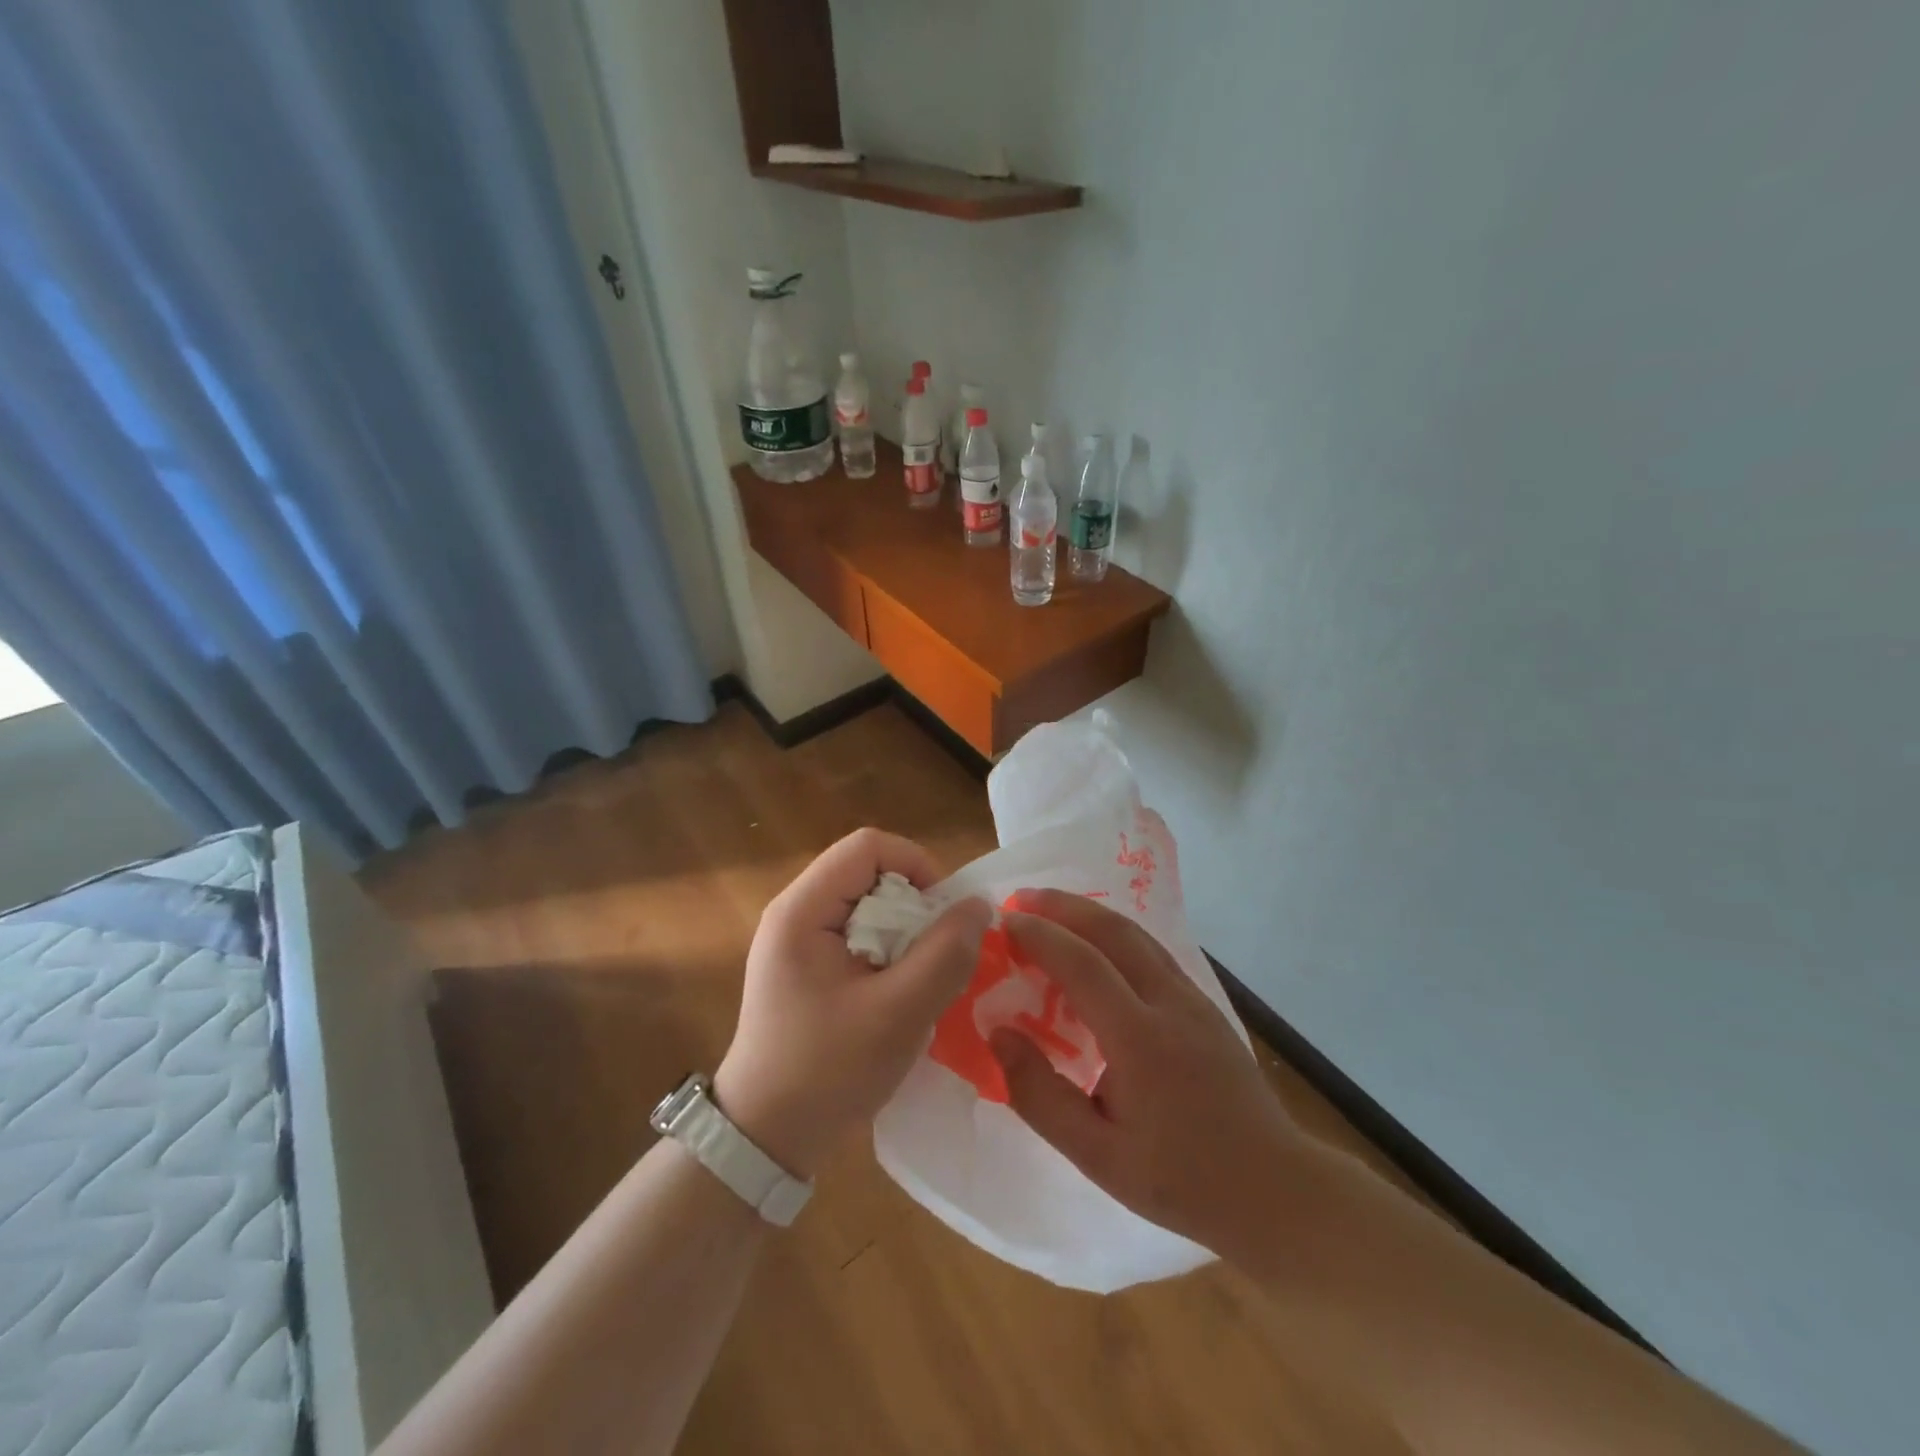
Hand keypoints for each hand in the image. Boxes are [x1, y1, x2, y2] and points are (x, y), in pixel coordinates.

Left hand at [715, 829, 990, 1178]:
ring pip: (869, 904)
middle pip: (869, 872)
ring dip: (905, 931)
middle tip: (937, 954)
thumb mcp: (897, 1014)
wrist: (765, 1137)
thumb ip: (944, 955)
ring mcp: (798, 939)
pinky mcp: (806, 965)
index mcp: (802, 910)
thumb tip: (978, 904)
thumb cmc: (826, 1072)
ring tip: (921, 978)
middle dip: (914, 904)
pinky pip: (859, 932)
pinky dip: (889, 951)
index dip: (917, 865)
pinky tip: (899, 992)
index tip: (944, 915)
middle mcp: (795, 912)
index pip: (869, 846)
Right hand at [988, 889, 1298, 1251]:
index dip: (1040, 936)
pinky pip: (1151, 952)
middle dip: (1064, 906)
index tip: (1003, 922)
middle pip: (1113, 930)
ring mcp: (1193, 998)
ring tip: (1050, 911)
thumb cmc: (1180, 1179)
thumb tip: (997, 1034)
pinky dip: (1114, 934)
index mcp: (1141, 1039)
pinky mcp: (1204, 1004)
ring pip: (1136, 935)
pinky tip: (1097, 948)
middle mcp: (1169, 1002)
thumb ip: (1040, 1095)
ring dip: (1090, 914)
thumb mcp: (1097, 1156)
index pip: (1083, 964)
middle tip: (1021, 898)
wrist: (1274, 1189)